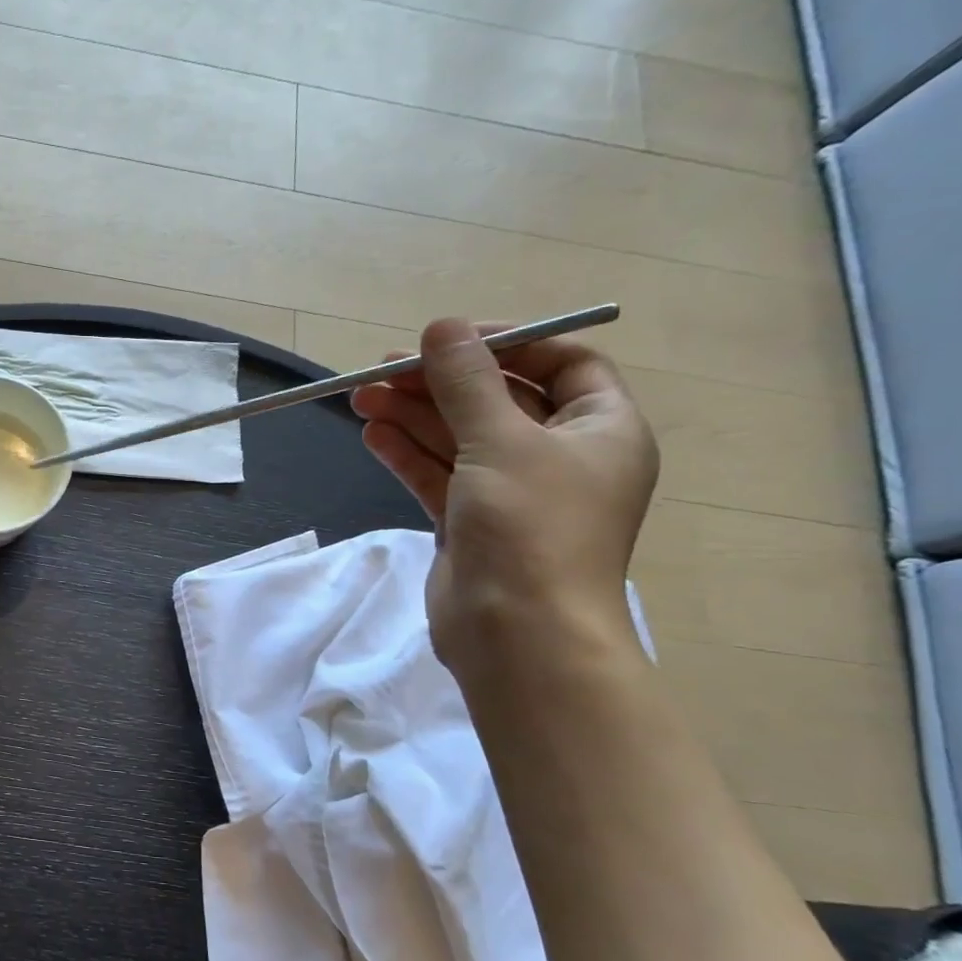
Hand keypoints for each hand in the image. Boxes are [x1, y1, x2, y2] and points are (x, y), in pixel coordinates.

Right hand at [350, 318, 658, 667]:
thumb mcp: (501, 441)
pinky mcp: (471, 523)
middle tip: (381, 370)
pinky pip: (439, 475)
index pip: (561, 363)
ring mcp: (512, 493)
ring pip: (459, 439)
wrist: (518, 634)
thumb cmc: (531, 527)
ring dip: (412, 416)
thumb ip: (467, 382)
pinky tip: (372, 435)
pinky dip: (407, 454)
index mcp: (600, 429)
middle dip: (439, 383)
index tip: (448, 340)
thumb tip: (441, 326)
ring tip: (360, 398)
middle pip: (496, 400)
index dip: (506, 343)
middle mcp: (560, 457)